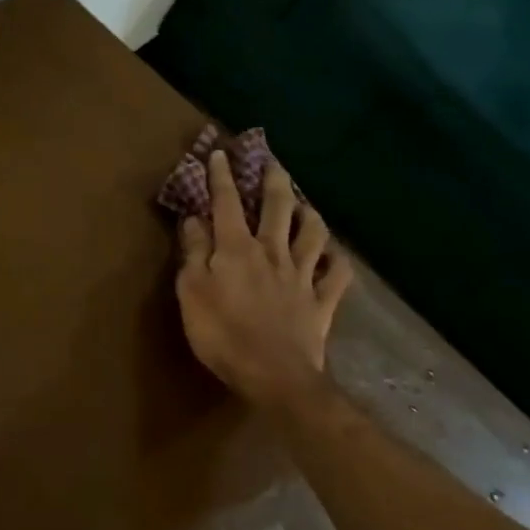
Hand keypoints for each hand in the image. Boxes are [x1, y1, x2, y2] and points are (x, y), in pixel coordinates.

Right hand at [175, 150, 352, 412]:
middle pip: (277, 207)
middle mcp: (272, 252)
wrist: (276, 376)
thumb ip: (193, 251)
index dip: (222, 176)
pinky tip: (335, 254)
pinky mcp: (321, 301)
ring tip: (304, 204)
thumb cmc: (222, 334)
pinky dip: (338, 260)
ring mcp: (302, 276)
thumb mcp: (191, 291)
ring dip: (308, 213)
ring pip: (313, 233)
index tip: (220, 153)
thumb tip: (194, 218)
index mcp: (237, 248)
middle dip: (273, 181)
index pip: (227, 202)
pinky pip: (337, 274)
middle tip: (272, 162)